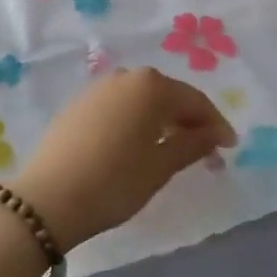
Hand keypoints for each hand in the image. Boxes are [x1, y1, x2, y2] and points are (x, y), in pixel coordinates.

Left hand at [12, 69, 236, 251]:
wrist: (47, 199)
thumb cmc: (114, 182)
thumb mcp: (161, 167)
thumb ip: (193, 144)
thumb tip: (217, 134)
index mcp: (151, 86)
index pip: (195, 101)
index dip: (215, 124)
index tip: (229, 147)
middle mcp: (126, 76)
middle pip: (168, 96)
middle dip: (189, 121)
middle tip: (205, 150)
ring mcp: (98, 88)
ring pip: (142, 100)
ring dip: (162, 120)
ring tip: (173, 149)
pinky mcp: (77, 105)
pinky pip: (119, 107)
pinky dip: (136, 121)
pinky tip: (137, 145)